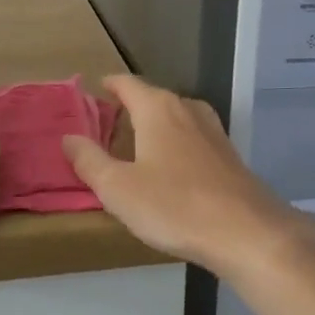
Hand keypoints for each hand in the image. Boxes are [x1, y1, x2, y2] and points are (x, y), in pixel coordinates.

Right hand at [62, 74, 314, 274]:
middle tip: (106, 125)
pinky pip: (193, 138)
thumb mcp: (118, 188)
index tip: (94, 91)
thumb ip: (90, 160)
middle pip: (153, 98)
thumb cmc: (174, 205)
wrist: (246, 231)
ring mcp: (213, 131)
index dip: (109, 85)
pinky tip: (171, 168)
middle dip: (129, 107)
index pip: (127, 84)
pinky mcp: (228, 155)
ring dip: (155, 126)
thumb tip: (68, 137)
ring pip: (176, 117)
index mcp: (157, 108)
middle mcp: (186, 109)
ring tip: (136, 144)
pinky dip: (176, 144)